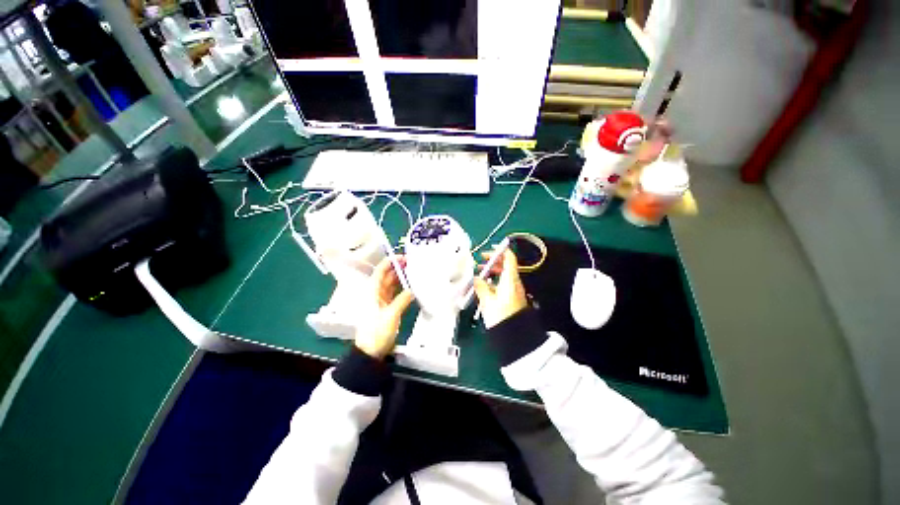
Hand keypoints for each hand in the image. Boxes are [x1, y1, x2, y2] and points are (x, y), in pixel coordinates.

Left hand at [355, 257, 413, 358]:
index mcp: (372, 292)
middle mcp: (375, 294)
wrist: (370, 351)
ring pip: (391, 284)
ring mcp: (381, 301)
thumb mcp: (390, 315)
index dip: (390, 262)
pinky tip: (411, 286)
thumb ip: (402, 300)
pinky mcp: (386, 308)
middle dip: (397, 268)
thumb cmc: (376, 332)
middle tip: (412, 263)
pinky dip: (402, 289)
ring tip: (413, 271)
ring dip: (400, 278)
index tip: (402, 257)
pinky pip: (395, 294)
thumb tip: (412, 290)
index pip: (380, 272)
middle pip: (386, 276)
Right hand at [473, 249, 527, 328]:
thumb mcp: (487, 301)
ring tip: (480, 274)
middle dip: (493, 261)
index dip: (501, 250)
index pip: (509, 258)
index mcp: (510, 279)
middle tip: (481, 262)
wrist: (515, 336)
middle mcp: (514, 282)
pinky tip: (485, 286)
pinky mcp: (512, 297)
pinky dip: (495, 281)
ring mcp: (514, 290)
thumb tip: (476, 278)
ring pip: (504, 275)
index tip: (490, 249)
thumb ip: (481, 287)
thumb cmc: (502, 316)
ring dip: (493, 272)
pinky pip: (504, 283)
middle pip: (506, 265)